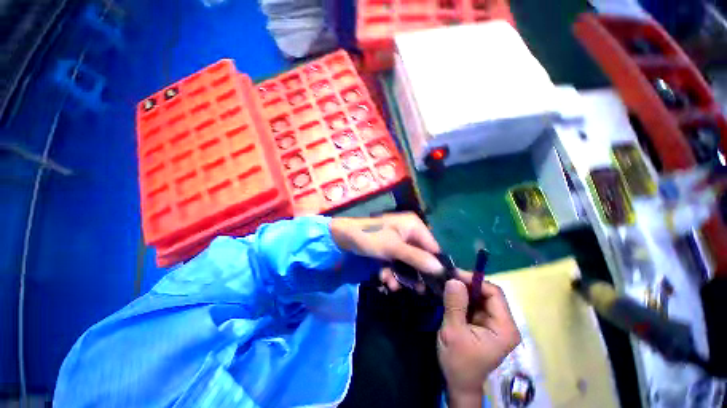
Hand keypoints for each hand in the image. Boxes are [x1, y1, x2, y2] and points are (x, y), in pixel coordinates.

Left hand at [330, 212, 442, 290]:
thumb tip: (441, 269)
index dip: (434, 264)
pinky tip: (384, 279)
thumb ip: (418, 258)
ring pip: (407, 261)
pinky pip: (396, 261)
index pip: (432, 246)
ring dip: (400, 274)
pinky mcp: (389, 248)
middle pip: (420, 255)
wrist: (344, 237)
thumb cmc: (371, 238)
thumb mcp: (395, 248)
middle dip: (414, 273)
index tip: (435, 283)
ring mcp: (398, 240)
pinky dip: (391, 270)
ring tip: (392, 285)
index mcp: (413, 225)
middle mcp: (408, 231)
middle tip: (417, 290)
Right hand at [438, 278, 520, 407]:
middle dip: (467, 285)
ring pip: (480, 297)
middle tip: (446, 279)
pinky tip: (449, 296)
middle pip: (487, 293)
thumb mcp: (453, 332)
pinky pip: (474, 304)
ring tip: (445, 286)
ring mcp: (494, 323)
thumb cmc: (458, 361)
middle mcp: (503, 323)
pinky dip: (462, 298)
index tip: (453, 275)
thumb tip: (454, 279)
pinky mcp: (484, 324)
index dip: (474, 281)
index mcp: (504, 327)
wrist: (458, 383)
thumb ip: (455, 305)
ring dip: (463, 291)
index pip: (494, 293)